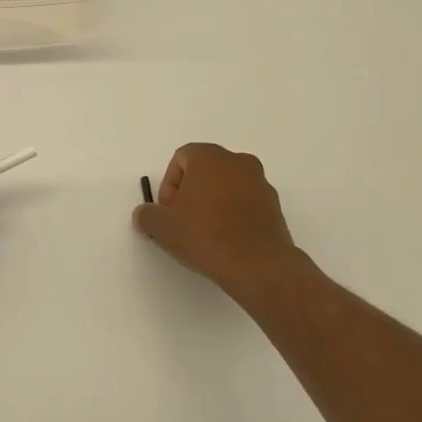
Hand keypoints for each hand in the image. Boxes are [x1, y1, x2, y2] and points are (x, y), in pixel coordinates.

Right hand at [134, 143, 312, 303]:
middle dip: (190, 193)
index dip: (168, 185)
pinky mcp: (275, 208)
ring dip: (213, 204)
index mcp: (210, 157)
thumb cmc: (205, 234)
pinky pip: (246, 205)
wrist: (258, 265)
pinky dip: (233, 216)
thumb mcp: (162, 227)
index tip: (168, 211)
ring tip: (204, 234)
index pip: (181, 159)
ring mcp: (261, 184)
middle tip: (182, 220)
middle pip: (206, 171)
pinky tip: (225, 241)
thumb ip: (147, 215)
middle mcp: (239, 162)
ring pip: (227, 187)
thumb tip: (145, 215)